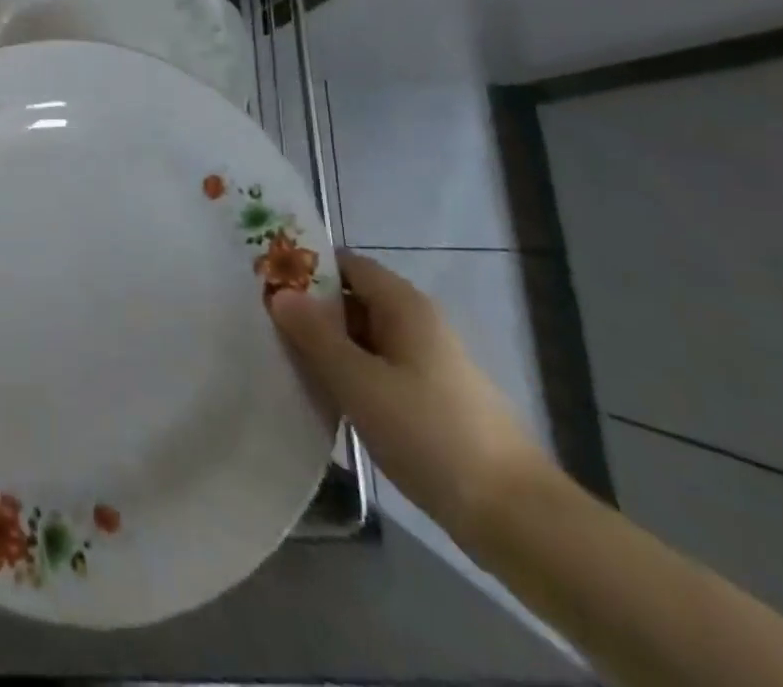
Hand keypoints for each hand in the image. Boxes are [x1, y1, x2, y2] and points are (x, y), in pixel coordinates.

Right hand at [270, 252, 554, 542]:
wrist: (517, 519)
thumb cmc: (431, 434)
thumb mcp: (359, 382)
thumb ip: (315, 335)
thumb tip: (279, 294)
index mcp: (405, 306)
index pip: (347, 264)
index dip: (307, 267)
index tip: (266, 283)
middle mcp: (418, 324)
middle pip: (354, 300)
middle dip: (312, 310)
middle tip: (265, 326)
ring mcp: (428, 364)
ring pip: (364, 339)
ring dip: (328, 347)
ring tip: (284, 362)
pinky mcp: (432, 401)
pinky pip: (379, 371)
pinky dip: (351, 376)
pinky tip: (325, 399)